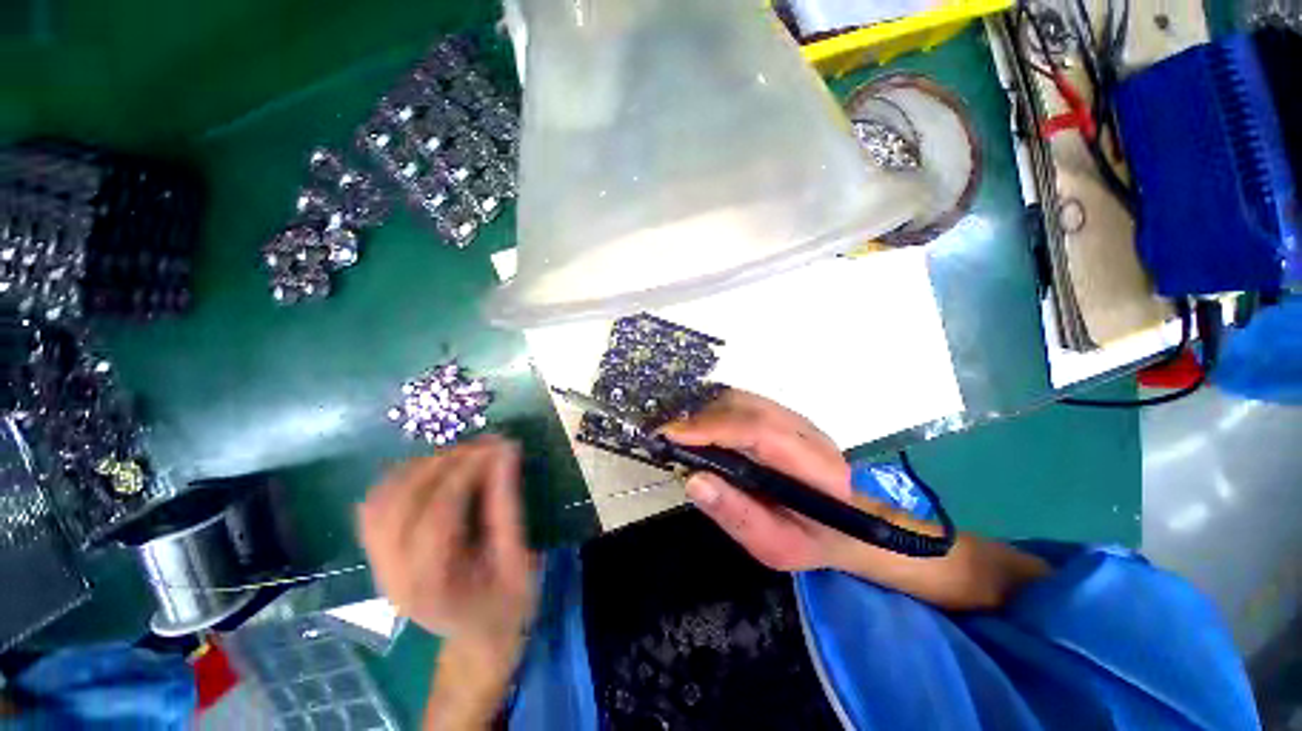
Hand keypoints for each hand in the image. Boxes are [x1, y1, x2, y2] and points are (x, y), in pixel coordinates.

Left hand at [357, 436, 536, 645]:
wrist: (478, 637)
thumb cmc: (506, 602)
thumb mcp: (517, 557)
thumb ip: (508, 504)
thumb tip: (506, 452)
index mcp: (432, 586)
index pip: (437, 515)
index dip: (466, 473)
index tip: (497, 446)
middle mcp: (393, 577)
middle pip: (401, 504)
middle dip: (443, 463)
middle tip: (482, 445)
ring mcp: (379, 567)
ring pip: (379, 502)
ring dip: (418, 468)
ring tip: (459, 455)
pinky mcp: (377, 558)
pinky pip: (372, 510)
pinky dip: (397, 481)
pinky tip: (429, 471)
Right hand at [659, 388, 853, 570]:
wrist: (841, 524)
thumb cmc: (809, 540)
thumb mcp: (774, 546)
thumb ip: (736, 514)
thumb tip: (693, 480)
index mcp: (817, 468)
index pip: (760, 431)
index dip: (714, 428)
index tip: (672, 434)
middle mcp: (808, 432)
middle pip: (747, 407)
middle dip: (700, 417)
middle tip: (667, 435)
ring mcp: (795, 418)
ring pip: (741, 399)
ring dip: (704, 412)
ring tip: (679, 434)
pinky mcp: (782, 414)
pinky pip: (741, 402)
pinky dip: (713, 410)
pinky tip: (698, 428)